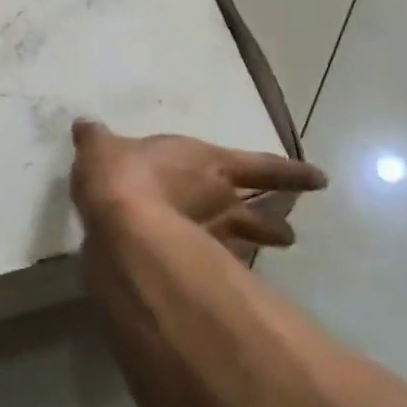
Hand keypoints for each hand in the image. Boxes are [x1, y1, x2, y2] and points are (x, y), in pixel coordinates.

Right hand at [70, 120, 326, 249]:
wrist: (123, 228)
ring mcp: (210, 238)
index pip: (262, 166)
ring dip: (261, 246)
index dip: (292, 173)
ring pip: (246, 243)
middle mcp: (219, 200)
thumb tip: (85, 124)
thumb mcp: (101, 148)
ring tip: (274, 254)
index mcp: (208, 164)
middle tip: (290, 233)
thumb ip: (97, 139)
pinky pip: (217, 268)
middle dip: (274, 222)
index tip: (321, 180)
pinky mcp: (194, 268)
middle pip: (258, 212)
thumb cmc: (123, 175)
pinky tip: (222, 282)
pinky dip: (222, 273)